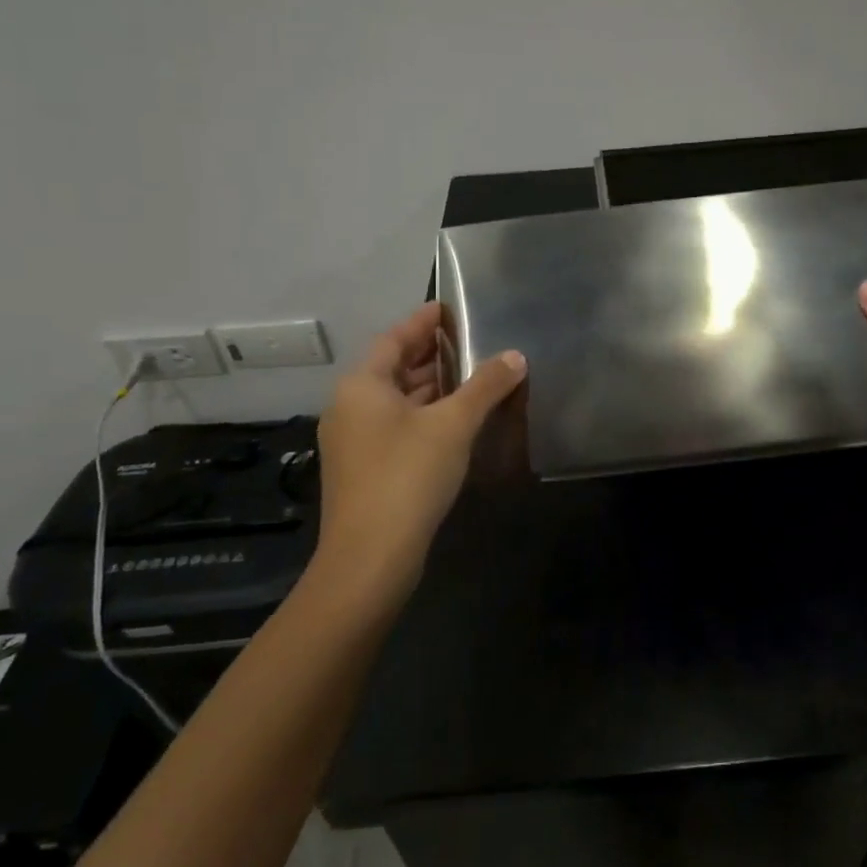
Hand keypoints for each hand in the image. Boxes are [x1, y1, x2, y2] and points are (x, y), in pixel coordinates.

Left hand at [313, 303, 525, 604]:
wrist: (370, 559)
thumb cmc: (407, 476)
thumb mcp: (453, 425)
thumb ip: (485, 386)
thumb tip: (515, 356)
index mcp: (362, 385)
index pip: (395, 338)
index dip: (424, 321)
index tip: (451, 308)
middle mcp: (350, 407)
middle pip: (394, 368)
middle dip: (432, 355)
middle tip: (471, 341)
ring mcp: (354, 441)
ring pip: (397, 401)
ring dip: (432, 387)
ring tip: (473, 376)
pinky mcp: (365, 470)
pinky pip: (397, 426)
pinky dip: (425, 415)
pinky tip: (456, 421)